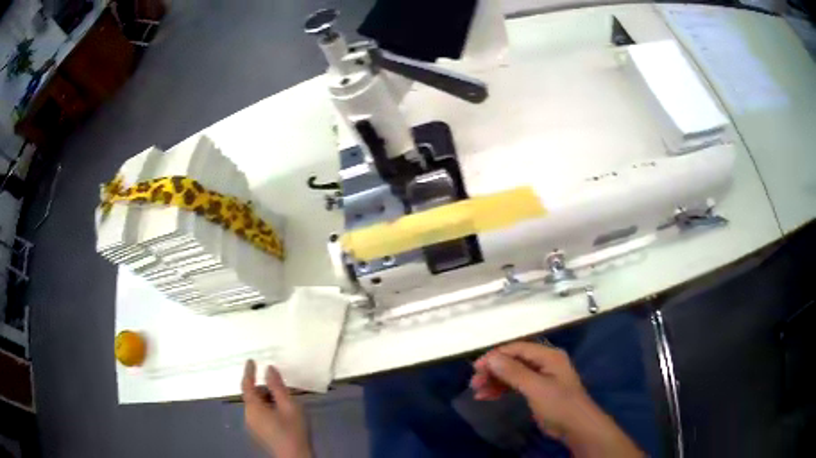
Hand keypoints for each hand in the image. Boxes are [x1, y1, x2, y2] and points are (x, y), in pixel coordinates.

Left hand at [241, 360, 311, 457]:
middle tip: (281, 387)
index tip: (252, 360)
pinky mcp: (259, 432)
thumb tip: (269, 369)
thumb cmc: (293, 431)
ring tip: (285, 401)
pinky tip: (281, 413)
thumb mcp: (289, 406)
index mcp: (253, 407)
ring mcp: (253, 425)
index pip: (247, 385)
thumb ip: (278, 387)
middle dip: (264, 388)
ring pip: (256, 405)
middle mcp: (249, 415)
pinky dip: (267, 408)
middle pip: (252, 395)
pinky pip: (259, 413)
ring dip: (267, 399)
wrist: (295, 457)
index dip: (249, 372)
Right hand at [471, 342, 642, 457]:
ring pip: (513, 373)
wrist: (576, 426)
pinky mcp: (538, 390)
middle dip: (493, 370)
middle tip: (474, 383)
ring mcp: (541, 377)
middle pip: (513, 361)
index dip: (496, 356)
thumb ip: (514, 372)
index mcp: (548, 355)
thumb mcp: (536, 387)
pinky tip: (488, 396)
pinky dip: (502, 389)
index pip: (517, 349)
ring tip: (477, 392)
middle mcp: (544, 362)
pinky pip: (516, 385)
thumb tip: (491, 358)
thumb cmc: (559, 404)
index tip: (476, 368)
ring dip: (495, 381)